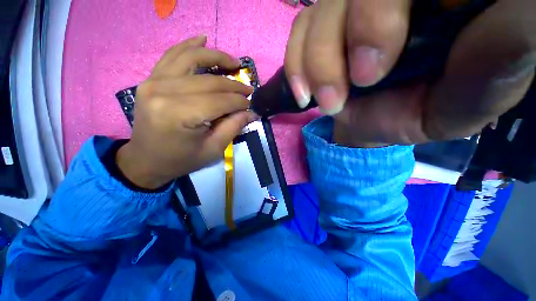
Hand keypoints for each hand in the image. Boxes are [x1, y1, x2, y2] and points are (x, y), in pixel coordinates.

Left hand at [117, 36, 256, 188]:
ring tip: (233, 62)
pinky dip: (189, 46)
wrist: (146, 160)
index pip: (220, 101)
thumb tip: (251, 112)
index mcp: (180, 115)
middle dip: (233, 85)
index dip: (239, 101)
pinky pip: (172, 56)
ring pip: (191, 58)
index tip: (251, 103)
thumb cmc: (181, 159)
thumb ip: (233, 127)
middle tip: (247, 89)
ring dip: (216, 57)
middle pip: (209, 81)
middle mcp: (164, 92)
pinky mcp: (150, 79)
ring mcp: (153, 81)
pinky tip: (203, 39)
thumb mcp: (213, 149)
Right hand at [285, 0, 534, 146]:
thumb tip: (517, 14)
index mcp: (443, 0)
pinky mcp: (324, 30)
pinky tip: (304, 93)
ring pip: (319, 12)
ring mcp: (350, 7)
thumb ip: (504, 50)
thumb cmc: (437, 107)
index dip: (378, 12)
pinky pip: (299, 33)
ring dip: (316, 63)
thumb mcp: (477, 91)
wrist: (390, 118)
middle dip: (344, 40)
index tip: (372, 71)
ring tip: (329, 100)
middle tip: (354, 85)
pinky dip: (296, 63)